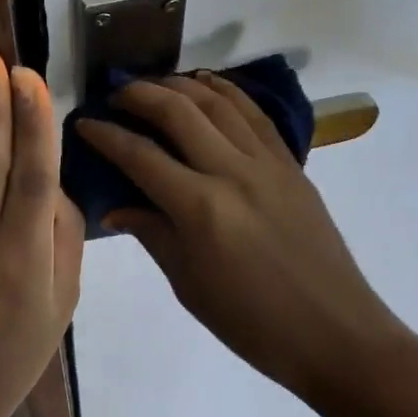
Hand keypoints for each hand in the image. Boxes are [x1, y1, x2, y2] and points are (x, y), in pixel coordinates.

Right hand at [75, 73, 402, 397]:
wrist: (333, 332)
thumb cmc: (252, 323)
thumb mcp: (189, 285)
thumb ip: (152, 234)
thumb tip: (115, 206)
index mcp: (201, 208)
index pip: (141, 156)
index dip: (106, 135)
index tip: (83, 122)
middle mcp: (233, 172)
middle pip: (179, 112)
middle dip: (140, 95)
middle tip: (115, 94)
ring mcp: (267, 163)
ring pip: (218, 103)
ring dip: (181, 85)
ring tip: (154, 83)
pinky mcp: (291, 164)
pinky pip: (255, 114)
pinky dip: (227, 91)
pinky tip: (208, 84)